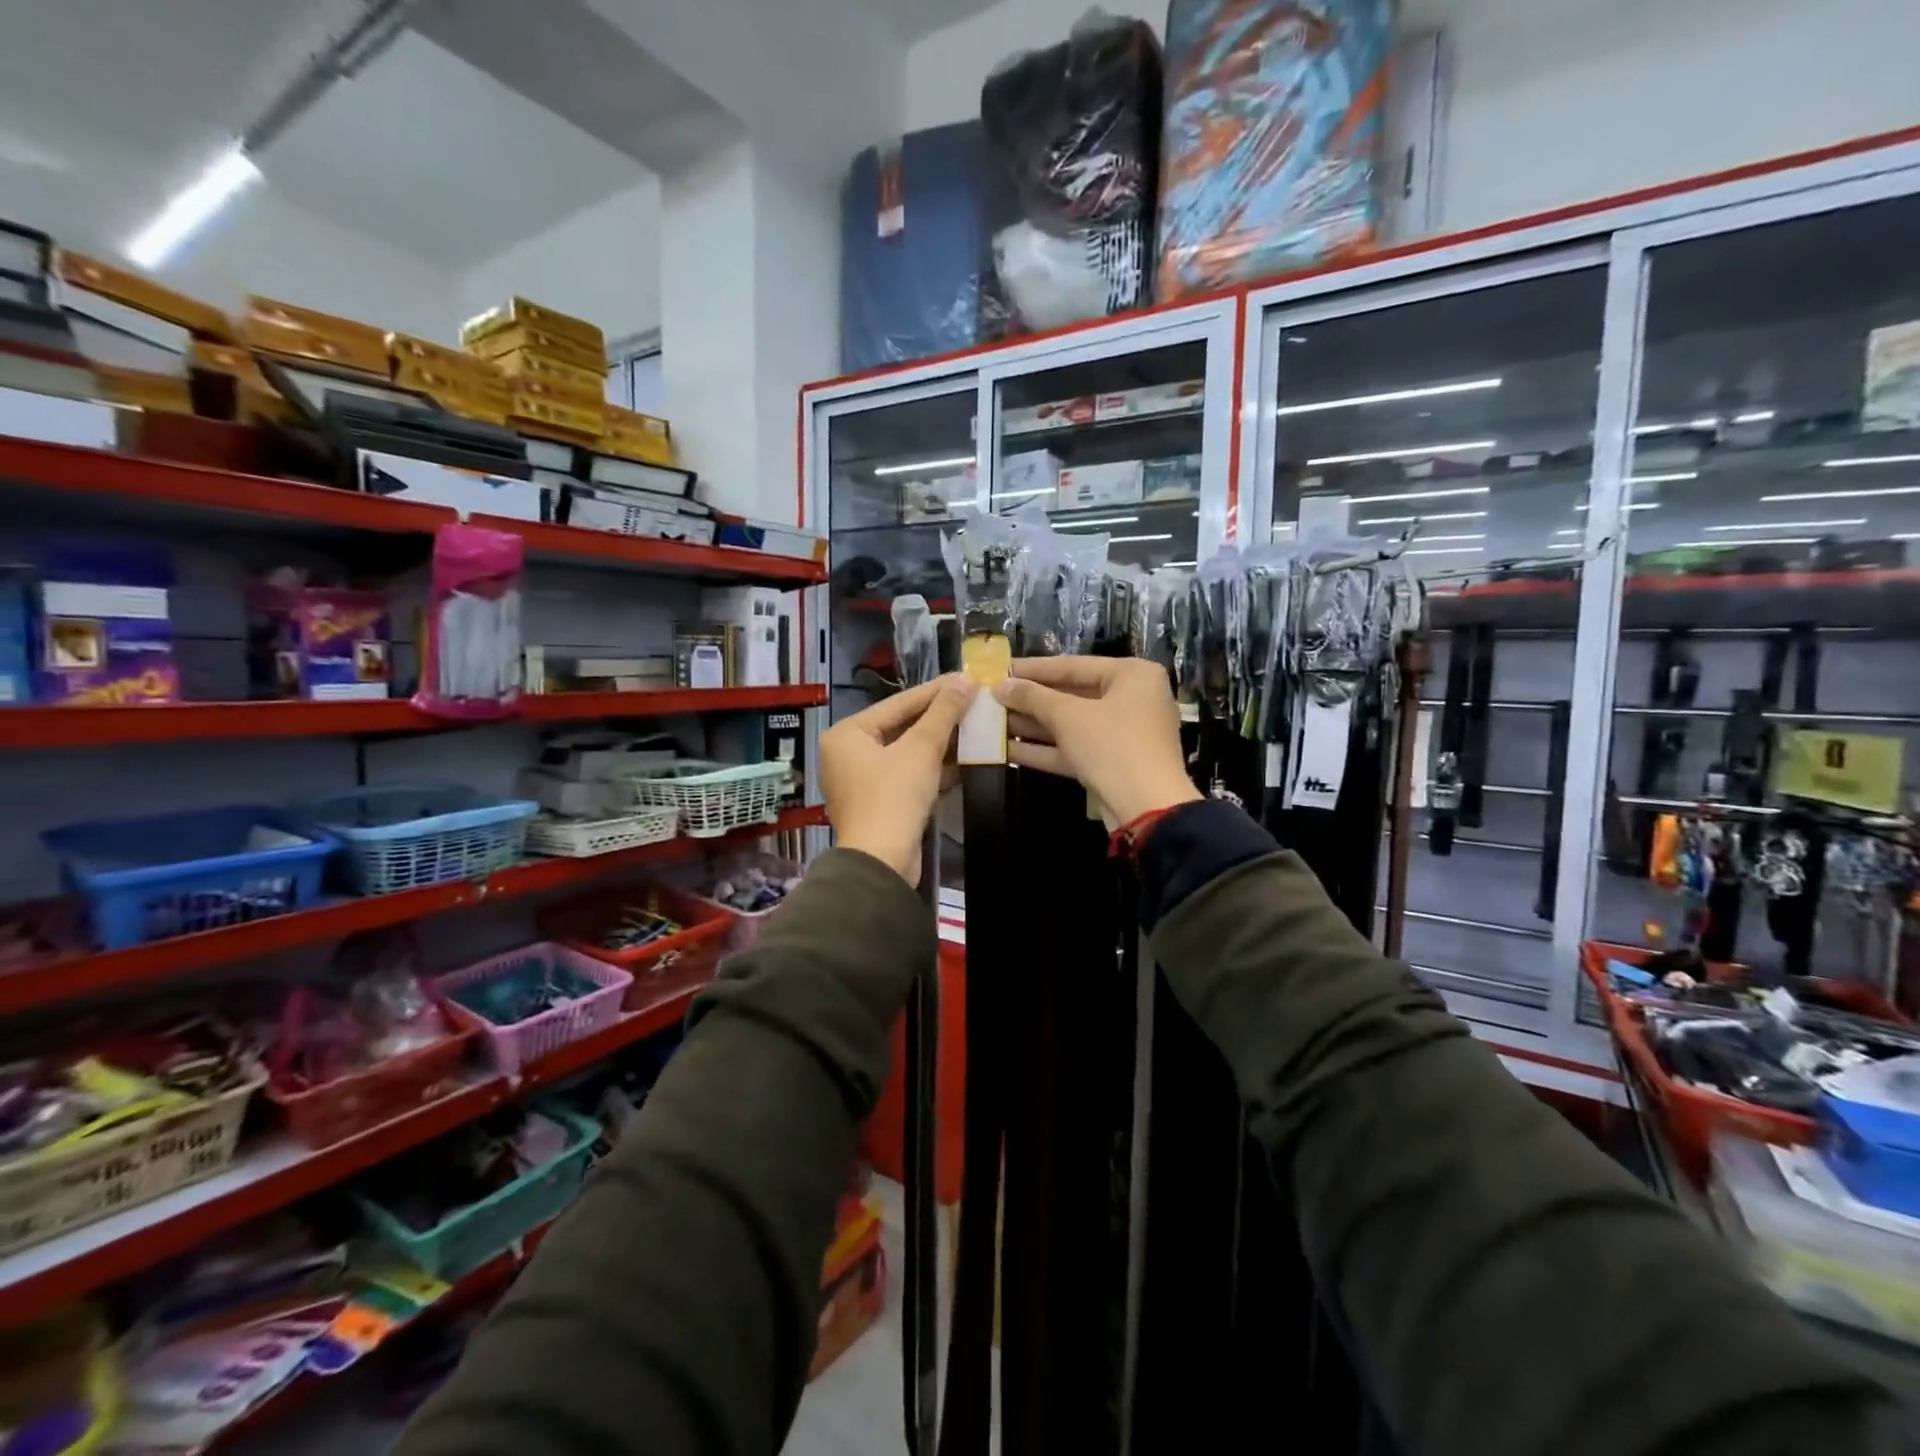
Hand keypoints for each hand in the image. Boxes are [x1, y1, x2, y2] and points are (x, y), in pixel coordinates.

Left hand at [820, 674, 975, 884]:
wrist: (882, 862)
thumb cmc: (894, 797)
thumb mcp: (922, 749)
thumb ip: (943, 712)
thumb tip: (965, 679)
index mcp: (847, 734)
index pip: (898, 703)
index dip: (935, 691)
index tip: (966, 677)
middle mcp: (847, 753)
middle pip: (901, 727)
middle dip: (939, 718)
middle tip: (973, 700)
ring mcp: (861, 780)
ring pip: (906, 752)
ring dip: (939, 743)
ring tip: (974, 726)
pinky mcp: (878, 803)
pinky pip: (907, 774)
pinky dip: (932, 767)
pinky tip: (963, 759)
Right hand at [994, 657, 1199, 825]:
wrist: (1147, 808)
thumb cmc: (1112, 745)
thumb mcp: (1068, 716)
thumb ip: (1032, 697)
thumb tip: (1000, 686)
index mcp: (1132, 675)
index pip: (1073, 665)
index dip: (1033, 669)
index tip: (1000, 669)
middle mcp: (1132, 699)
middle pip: (1072, 695)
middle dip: (1030, 701)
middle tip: (993, 699)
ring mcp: (1123, 734)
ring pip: (1071, 724)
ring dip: (1033, 726)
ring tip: (993, 723)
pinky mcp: (1112, 763)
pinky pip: (1075, 748)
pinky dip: (1045, 749)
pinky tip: (1008, 750)